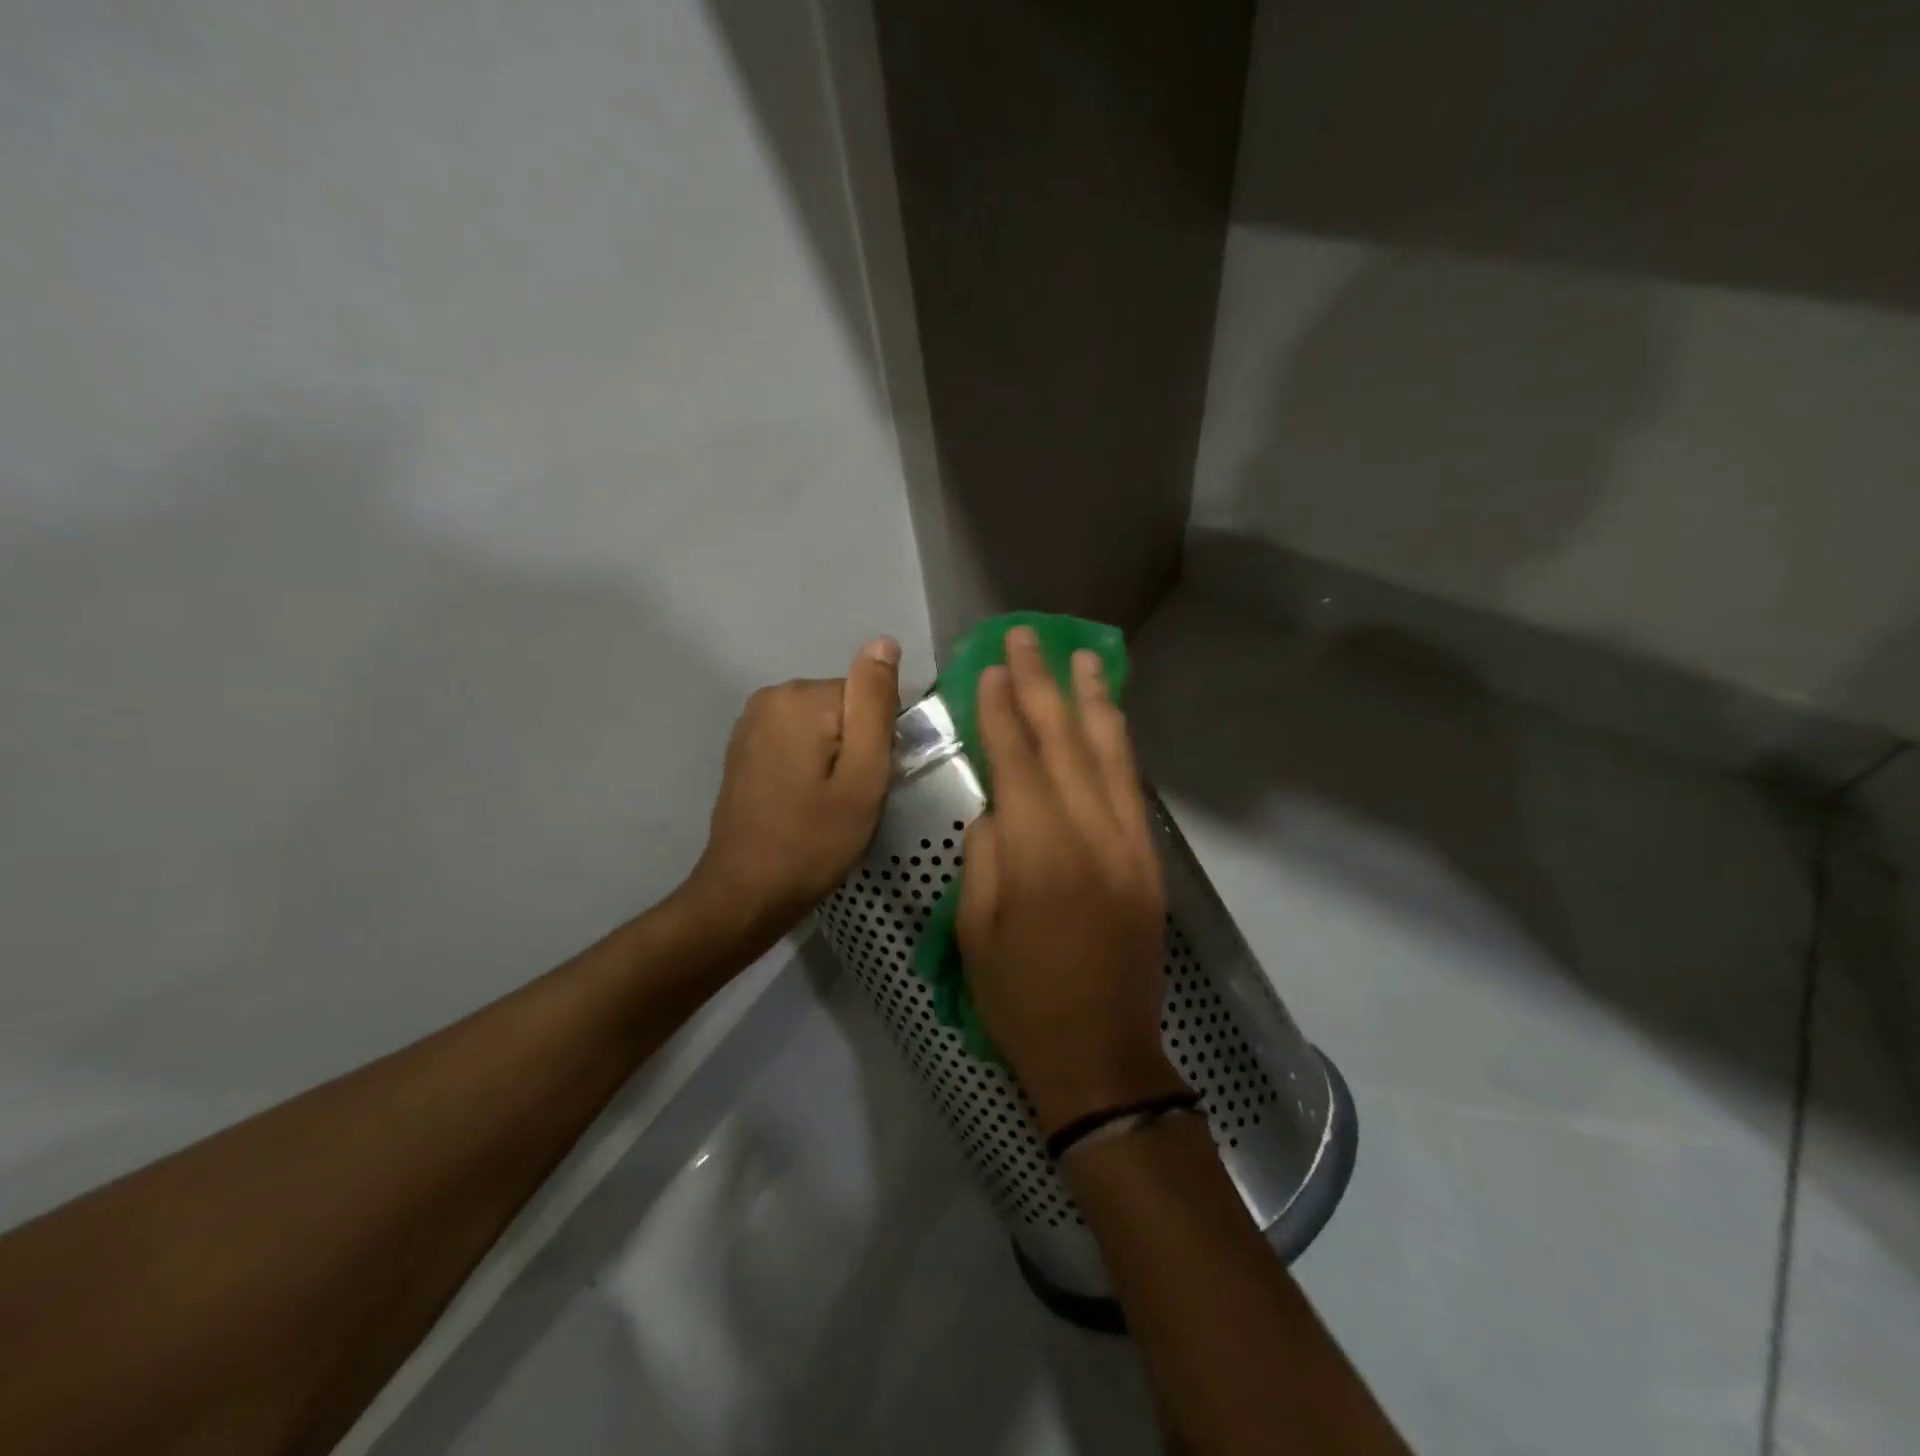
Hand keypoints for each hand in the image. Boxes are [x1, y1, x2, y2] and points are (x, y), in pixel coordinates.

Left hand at [688, 637, 900, 944]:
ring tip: (826, 805)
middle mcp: (770, 696)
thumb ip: (875, 705)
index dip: (879, 744)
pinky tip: (803, 802)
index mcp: (800, 698)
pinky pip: (798, 740)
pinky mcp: (744, 746)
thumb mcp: (863, 777)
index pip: (869, 699)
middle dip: (856, 749)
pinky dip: (810, 765)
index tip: (867, 785)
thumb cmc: (813, 841)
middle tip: (850, 800)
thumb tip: (883, 641)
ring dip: (834, 760)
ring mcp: (751, 721)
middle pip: (844, 709)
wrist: (745, 894)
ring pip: (823, 726)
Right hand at [957, 626, 1187, 1134]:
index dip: (1002, 709)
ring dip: (1094, 700)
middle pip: (1065, 742)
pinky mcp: (1149, 860)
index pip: (1018, 759)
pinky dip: (1118, 744)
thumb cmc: (1021, 997)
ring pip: (1110, 754)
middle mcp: (1091, 833)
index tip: (994, 666)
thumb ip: (988, 852)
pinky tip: (1110, 720)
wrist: (1101, 1055)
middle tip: (1030, 637)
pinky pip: (1132, 786)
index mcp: (1040, 851)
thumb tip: (1003, 806)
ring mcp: (1128, 843)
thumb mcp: (976, 927)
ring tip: (1085, 656)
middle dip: (1045, 685)